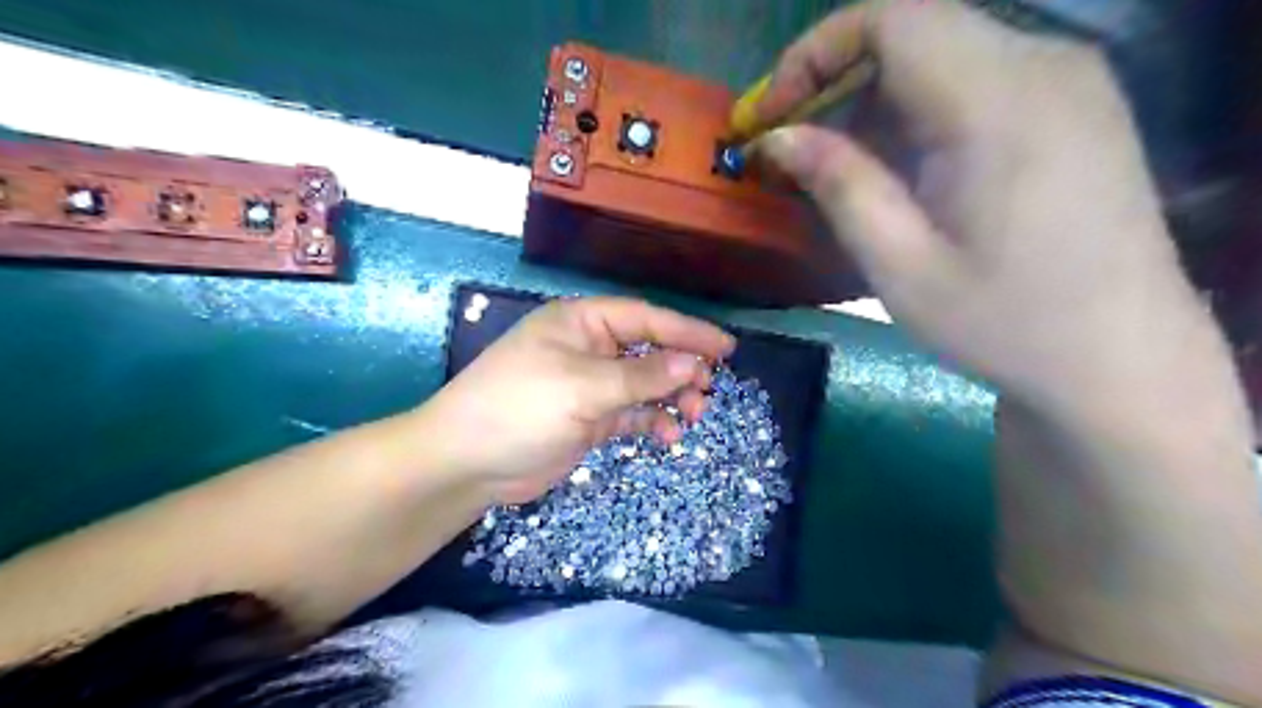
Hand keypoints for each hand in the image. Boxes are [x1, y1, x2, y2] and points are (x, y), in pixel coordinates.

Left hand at [420, 297, 736, 502]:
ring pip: (644, 383)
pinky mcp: (589, 418)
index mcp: (582, 323)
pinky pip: (631, 413)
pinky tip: (668, 435)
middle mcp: (589, 347)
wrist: (467, 463)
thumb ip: (642, 376)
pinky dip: (652, 421)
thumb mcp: (584, 388)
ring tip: (694, 415)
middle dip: (682, 368)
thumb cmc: (521, 408)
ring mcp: (589, 384)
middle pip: (649, 350)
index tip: (726, 348)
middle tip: (709, 390)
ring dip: (671, 397)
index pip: (646, 319)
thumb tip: (694, 364)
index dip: (688, 331)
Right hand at [746, 0, 1222, 417]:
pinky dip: (916, 109)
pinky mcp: (1074, 106)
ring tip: (836, 165)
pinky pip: (975, 78)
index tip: (771, 115)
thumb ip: (839, 185)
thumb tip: (778, 137)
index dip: (813, 54)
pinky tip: (899, 168)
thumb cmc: (1004, 323)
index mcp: (998, 102)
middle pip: (914, 29)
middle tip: (790, 144)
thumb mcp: (901, 266)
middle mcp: (1042, 65)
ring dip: (873, 98)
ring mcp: (1067, 81)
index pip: (890, 19)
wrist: (1120, 359)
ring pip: (942, 52)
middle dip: (835, 77)